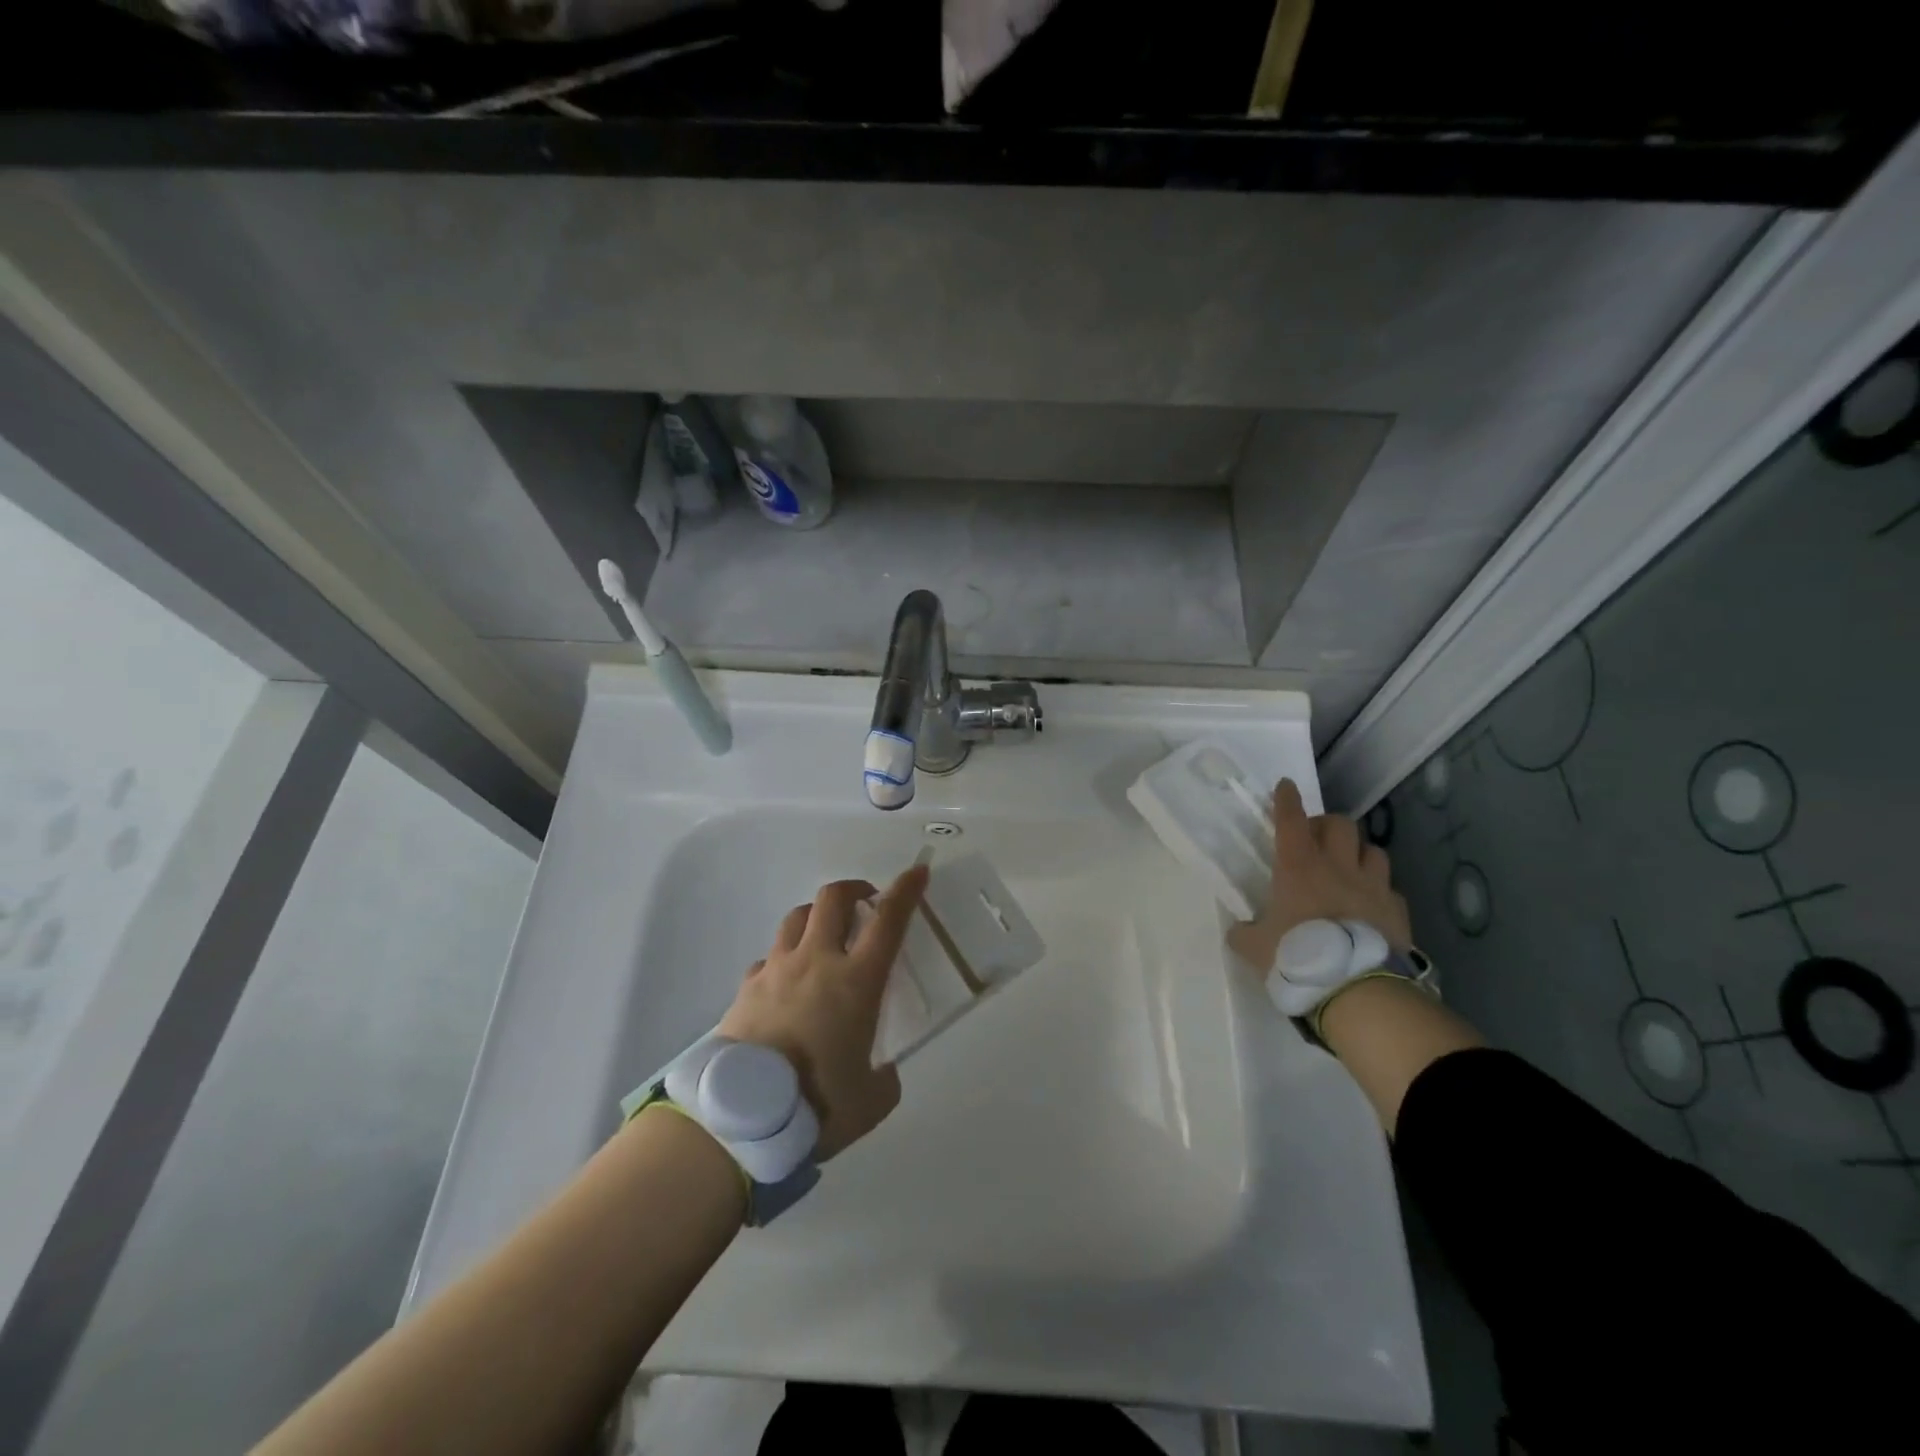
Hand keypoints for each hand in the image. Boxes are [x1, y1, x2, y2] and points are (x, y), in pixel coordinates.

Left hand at [717, 865, 928, 1160]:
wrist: (742, 1119)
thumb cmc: (817, 1105)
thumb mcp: (871, 1100)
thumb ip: (883, 1077)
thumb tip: (879, 1070)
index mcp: (856, 981)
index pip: (888, 920)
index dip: (906, 891)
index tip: (917, 872)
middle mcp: (817, 961)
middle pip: (833, 899)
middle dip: (853, 889)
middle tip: (865, 902)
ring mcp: (776, 969)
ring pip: (796, 917)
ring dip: (816, 916)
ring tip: (824, 936)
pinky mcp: (746, 987)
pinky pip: (768, 958)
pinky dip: (783, 959)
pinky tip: (785, 983)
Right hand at [1227, 779, 1410, 973]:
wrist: (1355, 989)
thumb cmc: (1296, 957)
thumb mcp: (1255, 947)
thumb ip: (1245, 932)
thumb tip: (1239, 929)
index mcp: (1298, 867)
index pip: (1290, 820)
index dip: (1286, 800)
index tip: (1285, 786)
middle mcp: (1338, 867)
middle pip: (1341, 824)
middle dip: (1327, 824)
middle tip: (1315, 839)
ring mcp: (1373, 887)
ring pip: (1374, 851)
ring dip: (1359, 854)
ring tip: (1349, 868)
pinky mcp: (1397, 912)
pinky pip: (1390, 890)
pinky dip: (1380, 892)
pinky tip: (1371, 906)